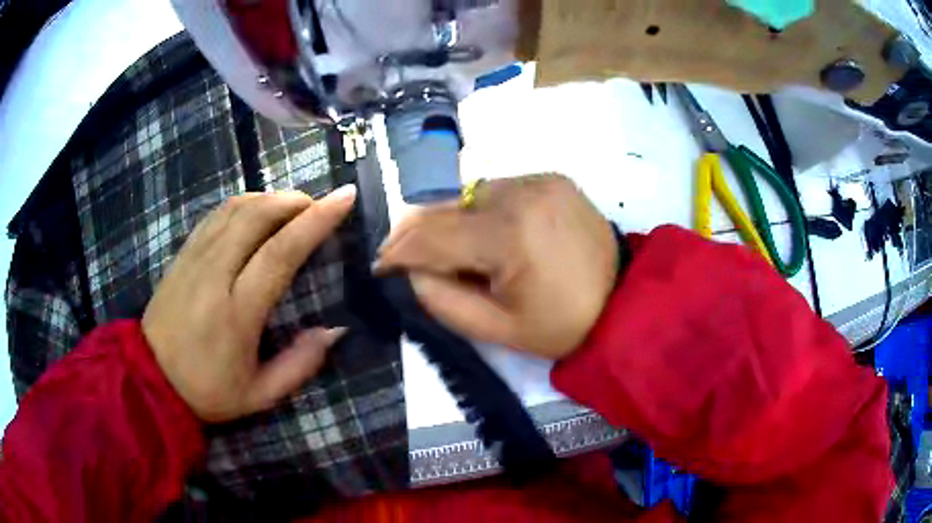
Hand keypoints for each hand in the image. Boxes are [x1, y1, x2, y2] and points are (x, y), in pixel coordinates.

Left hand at [142, 187, 356, 422]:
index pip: (280, 252)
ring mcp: (194, 258)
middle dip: (295, 201)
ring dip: (270, 198)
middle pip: (257, 215)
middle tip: (319, 206)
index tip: (344, 197)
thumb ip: (300, 365)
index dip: (315, 221)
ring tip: (292, 208)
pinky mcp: (183, 254)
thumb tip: (334, 331)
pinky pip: (217, 214)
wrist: (151, 377)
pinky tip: (257, 212)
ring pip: (236, 208)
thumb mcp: (260, 395)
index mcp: (237, 312)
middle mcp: (215, 274)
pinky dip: (244, 204)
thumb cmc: (207, 390)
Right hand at [376, 174, 617, 358]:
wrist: (627, 300)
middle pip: (446, 207)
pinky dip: (482, 210)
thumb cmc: (563, 324)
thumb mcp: (497, 329)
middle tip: (404, 255)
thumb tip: (412, 270)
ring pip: (470, 195)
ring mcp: (539, 179)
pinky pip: (499, 190)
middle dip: (418, 233)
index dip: (399, 250)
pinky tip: (488, 234)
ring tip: (452, 249)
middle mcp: (521, 192)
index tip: (380, 264)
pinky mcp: (552, 177)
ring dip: (452, 220)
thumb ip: (442, 299)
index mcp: (508, 235)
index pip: (432, 236)